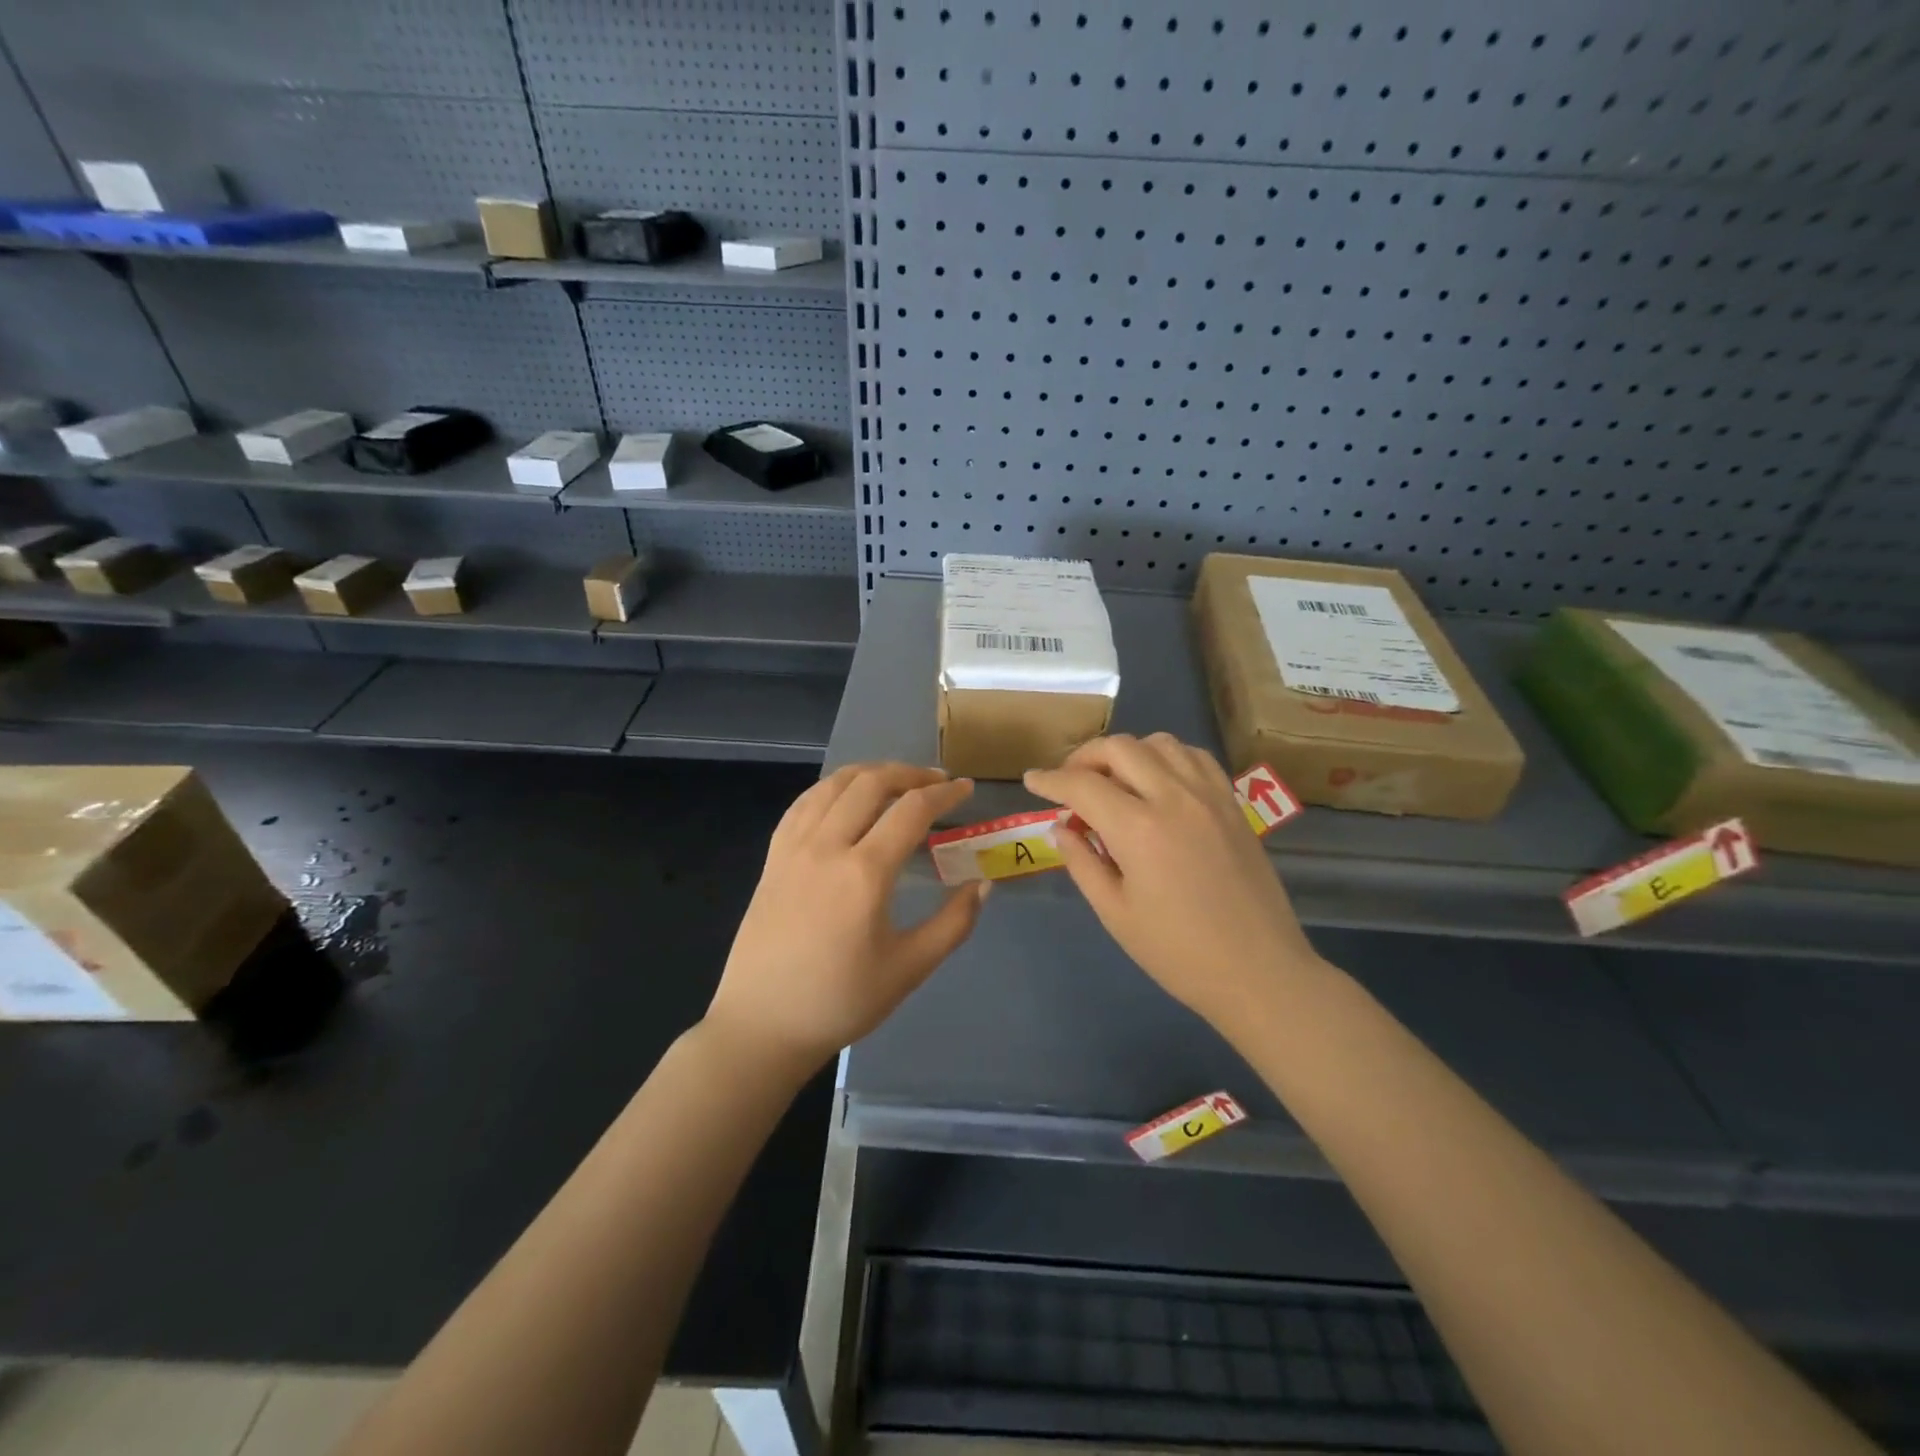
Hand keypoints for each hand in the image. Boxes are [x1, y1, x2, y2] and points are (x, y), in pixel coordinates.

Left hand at [706, 763, 988, 1070]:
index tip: (966, 788)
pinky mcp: (773, 857)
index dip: (944, 793)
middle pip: (871, 783)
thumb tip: (983, 884)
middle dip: (909, 773)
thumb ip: (953, 924)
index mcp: (864, 873)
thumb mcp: (909, 969)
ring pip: (834, 785)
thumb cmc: (840, 1001)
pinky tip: (845, 797)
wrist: (762, 1024)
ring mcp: (793, 848)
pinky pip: (804, 803)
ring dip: (870, 773)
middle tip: (936, 782)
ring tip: (896, 782)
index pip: (911, 810)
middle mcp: (826, 846)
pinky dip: (832, 788)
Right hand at [1025, 733, 1319, 1028]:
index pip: (1082, 785)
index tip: (1031, 781)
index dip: (1049, 780)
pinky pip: (1195, 757)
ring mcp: (1209, 796)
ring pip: (1159, 743)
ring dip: (1127, 753)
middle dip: (1084, 757)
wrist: (1259, 972)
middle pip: (1119, 748)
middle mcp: (1174, 798)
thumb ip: (1082, 862)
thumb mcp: (1115, 913)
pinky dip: (1167, 757)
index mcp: (1138, 829)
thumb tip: (1061, 828)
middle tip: (1069, 783)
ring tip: (1113, 780)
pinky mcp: (1232, 804)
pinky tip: (1158, 782)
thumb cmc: (1178, 953)